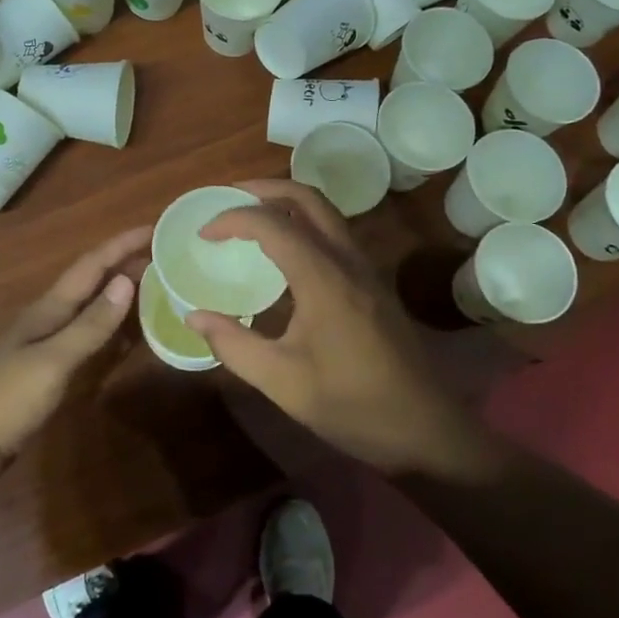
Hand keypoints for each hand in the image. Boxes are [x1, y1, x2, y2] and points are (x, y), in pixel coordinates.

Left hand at [0, 225, 149, 479]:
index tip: (154, 227)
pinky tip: (131, 329)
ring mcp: (50, 341)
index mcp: (49, 308)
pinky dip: (113, 324)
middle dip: (125, 262)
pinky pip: (90, 333)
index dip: (121, 244)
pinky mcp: (52, 365)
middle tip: (165, 254)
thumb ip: (91, 324)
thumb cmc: (8, 399)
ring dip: (121, 290)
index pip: (91, 265)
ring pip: (92, 305)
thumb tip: (127, 280)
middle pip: (93, 280)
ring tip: (156, 282)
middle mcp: (50, 316)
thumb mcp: (53, 361)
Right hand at [185, 181, 500, 479]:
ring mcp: (366, 269)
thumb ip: (234, 345)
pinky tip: (286, 253)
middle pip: (307, 198)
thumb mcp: (283, 381)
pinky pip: (336, 234)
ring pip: (326, 213)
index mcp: (323, 277)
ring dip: (288, 203)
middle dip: (265, 189)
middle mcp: (348, 260)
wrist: (424, 428)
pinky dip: (305, 224)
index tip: (203, 232)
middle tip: (229, 197)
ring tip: (252, 217)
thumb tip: (195, 317)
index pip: (272, 224)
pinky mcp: (374, 283)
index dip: (233, 219)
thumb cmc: (351, 404)